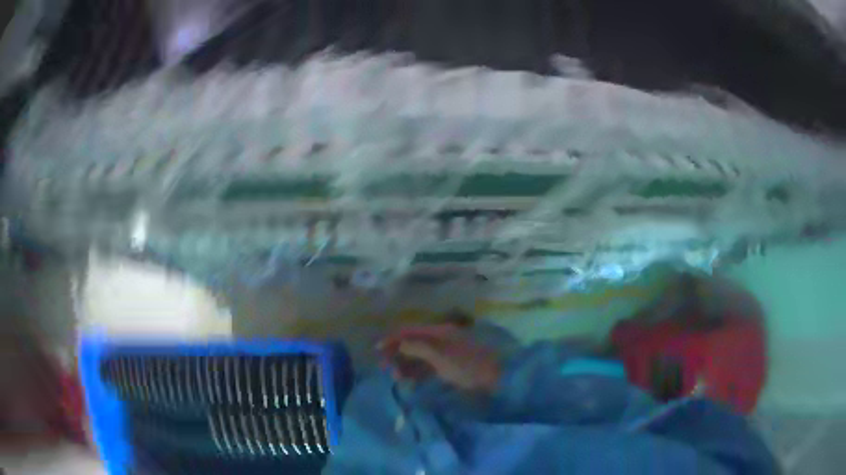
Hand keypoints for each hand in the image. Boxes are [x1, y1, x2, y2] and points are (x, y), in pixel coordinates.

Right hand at [378, 324, 500, 392]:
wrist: (496, 378)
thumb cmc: (467, 365)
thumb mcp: (440, 356)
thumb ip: (418, 348)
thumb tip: (399, 344)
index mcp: (439, 331)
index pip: (410, 331)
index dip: (392, 339)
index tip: (377, 350)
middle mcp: (441, 339)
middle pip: (413, 343)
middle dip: (397, 353)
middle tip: (385, 369)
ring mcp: (446, 353)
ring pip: (419, 356)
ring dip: (406, 365)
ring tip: (397, 377)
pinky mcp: (450, 367)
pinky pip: (428, 367)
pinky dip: (417, 372)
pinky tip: (410, 381)